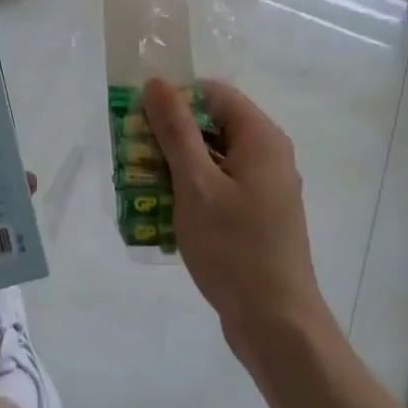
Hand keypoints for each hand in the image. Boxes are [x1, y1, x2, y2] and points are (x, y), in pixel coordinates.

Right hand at [141, 78, 327, 359]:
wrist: (276, 324)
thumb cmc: (235, 248)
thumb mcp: (196, 184)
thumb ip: (176, 131)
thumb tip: (157, 83)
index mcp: (261, 139)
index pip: (214, 94)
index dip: (176, 97)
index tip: (139, 117)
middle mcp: (268, 156)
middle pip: (213, 124)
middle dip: (170, 134)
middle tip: (132, 150)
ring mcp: (263, 188)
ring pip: (213, 158)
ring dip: (176, 164)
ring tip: (137, 180)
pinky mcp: (256, 216)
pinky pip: (218, 186)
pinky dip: (191, 190)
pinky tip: (160, 210)